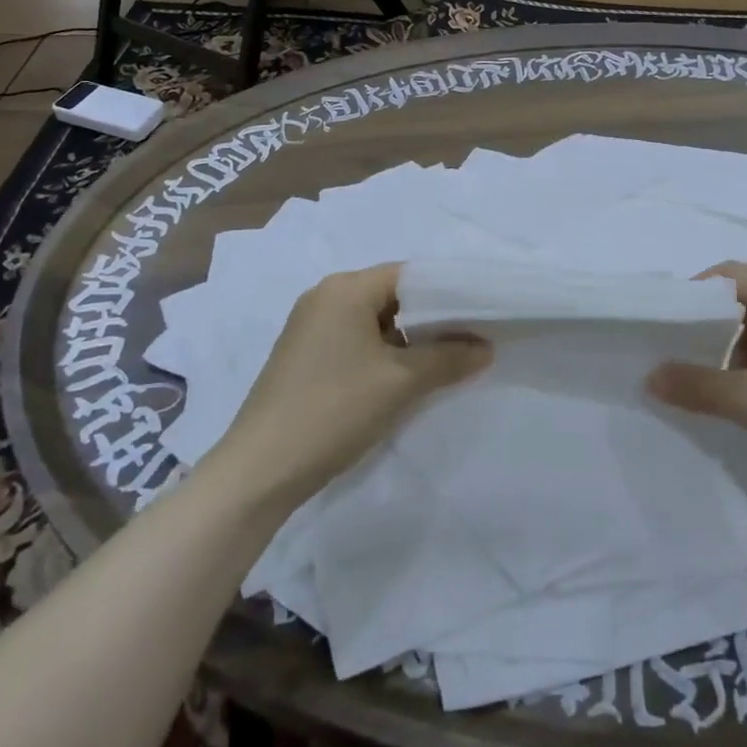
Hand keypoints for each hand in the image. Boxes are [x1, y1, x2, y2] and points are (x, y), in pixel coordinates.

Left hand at [214, 266, 490, 507]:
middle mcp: (325, 296)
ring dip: (407, 339)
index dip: (448, 293)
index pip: (410, 275)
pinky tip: (403, 379)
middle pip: (392, 295)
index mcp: (346, 288)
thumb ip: (448, 358)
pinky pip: (354, 339)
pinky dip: (382, 352)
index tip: (480, 314)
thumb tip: (486, 347)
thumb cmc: (334, 410)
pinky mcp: (303, 355)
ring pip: (374, 320)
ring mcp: (310, 326)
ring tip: (443, 362)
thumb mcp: (400, 383)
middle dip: (431, 318)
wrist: (259, 470)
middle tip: (469, 340)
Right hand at [646, 263, 746, 514]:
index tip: (663, 324)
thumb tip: (650, 376)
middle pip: (746, 302)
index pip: (732, 276)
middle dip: (709, 327)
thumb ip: (700, 386)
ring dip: (732, 355)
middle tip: (677, 356)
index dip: (694, 294)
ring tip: (707, 387)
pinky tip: (745, 404)